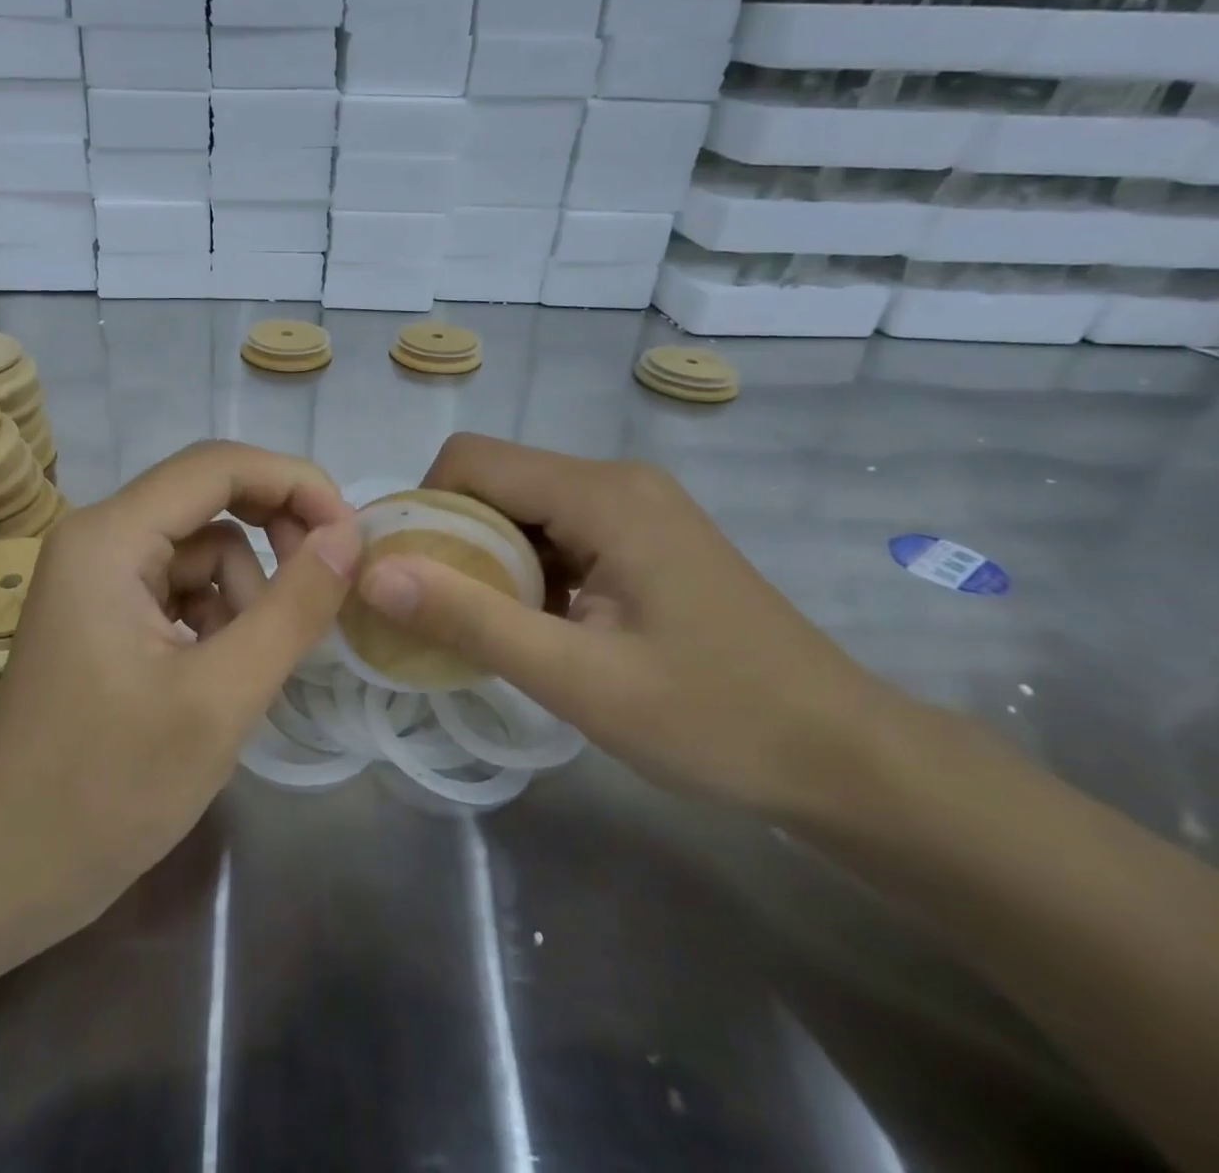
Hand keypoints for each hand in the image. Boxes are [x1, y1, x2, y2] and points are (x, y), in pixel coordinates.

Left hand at [0, 441, 361, 927]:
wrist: (7, 869)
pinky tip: (217, 675)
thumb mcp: (222, 697)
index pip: (218, 465)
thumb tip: (348, 536)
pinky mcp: (105, 613)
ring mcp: (97, 576)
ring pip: (203, 549)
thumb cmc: (110, 788)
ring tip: (245, 669)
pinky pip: (182, 586)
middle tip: (320, 590)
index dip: (294, 482)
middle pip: (209, 498)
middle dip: (273, 535)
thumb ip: (293, 607)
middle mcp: (98, 538)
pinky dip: (217, 617)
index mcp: (110, 538)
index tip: (351, 534)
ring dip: (244, 593)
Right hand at [354, 434, 900, 819]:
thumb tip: (374, 574)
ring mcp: (635, 507)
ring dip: (487, 559)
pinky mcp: (644, 537)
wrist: (844, 756)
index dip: (422, 510)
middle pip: (494, 480)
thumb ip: (470, 620)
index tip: (407, 577)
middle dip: (451, 538)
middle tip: (439, 614)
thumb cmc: (713, 718)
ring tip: (485, 627)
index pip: (470, 462)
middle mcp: (615, 480)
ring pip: (521, 508)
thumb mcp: (577, 680)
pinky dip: (525, 570)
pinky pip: (556, 531)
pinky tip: (537, 626)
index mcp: (601, 494)